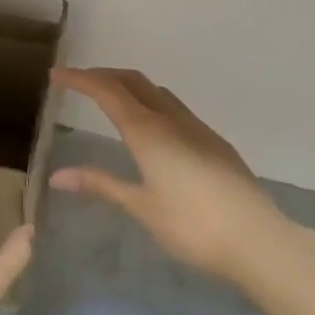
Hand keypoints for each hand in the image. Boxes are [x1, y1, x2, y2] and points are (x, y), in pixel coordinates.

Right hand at [50, 68, 286, 283]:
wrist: (258, 239)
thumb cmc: (192, 226)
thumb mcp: (141, 206)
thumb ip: (100, 185)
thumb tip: (57, 176)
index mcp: (149, 132)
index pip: (108, 92)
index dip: (80, 80)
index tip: (57, 75)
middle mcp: (173, 120)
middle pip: (135, 82)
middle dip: (105, 76)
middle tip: (79, 83)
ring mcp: (198, 129)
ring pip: (158, 93)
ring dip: (131, 87)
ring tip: (111, 100)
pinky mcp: (215, 144)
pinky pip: (176, 109)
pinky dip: (152, 104)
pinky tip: (151, 130)